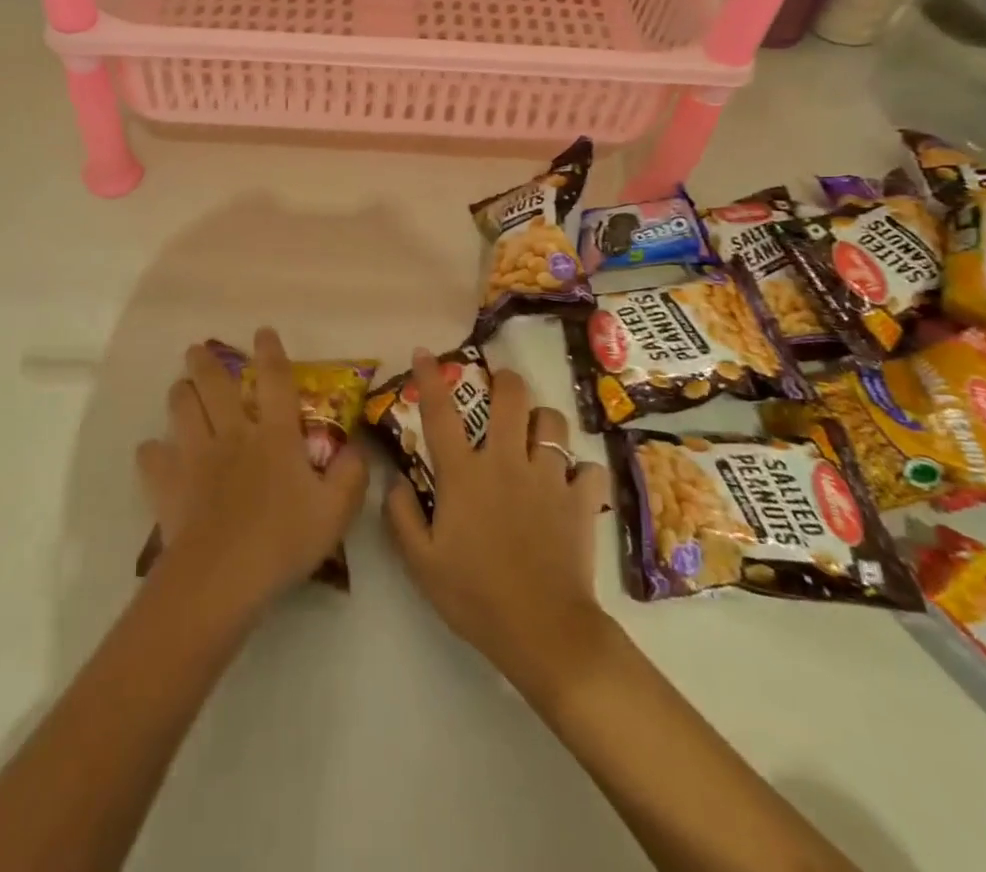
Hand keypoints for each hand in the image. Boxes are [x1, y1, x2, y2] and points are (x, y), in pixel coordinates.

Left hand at [136, 328, 368, 619]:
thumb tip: (356, 448)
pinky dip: (152, 451)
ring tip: (180, 387)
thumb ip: (351, 476)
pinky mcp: (168, 482)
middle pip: (215, 385)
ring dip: (180, 393)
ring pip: (181, 408)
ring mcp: (196, 455)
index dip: (270, 352)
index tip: (262, 332)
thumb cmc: (283, 541)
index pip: (275, 381)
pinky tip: (154, 452)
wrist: (222, 577)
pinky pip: (152, 456)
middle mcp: (233, 434)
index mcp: (274, 436)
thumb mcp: (335, 512)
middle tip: (197, 349)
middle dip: (205, 362)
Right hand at [383, 351, 610, 686]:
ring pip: (552, 423)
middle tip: (500, 385)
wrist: (543, 632)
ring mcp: (548, 477)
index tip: (424, 352)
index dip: (429, 377)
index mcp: (464, 473)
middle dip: (505, 381)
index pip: (440, 412)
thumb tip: (397, 479)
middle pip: (511, 397)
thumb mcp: (421, 562)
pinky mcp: (581, 500)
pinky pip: (588, 469)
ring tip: (537, 434)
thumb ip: (402, 515)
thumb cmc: (474, 596)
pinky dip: (580, 471)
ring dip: (543, 422)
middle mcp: (506, 462)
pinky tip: (572, 484)